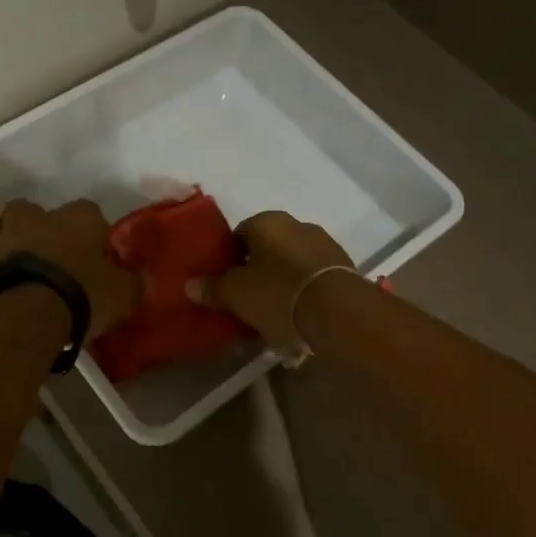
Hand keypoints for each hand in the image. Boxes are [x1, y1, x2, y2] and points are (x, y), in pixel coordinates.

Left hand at [0, 178, 140, 336]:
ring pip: (21, 213)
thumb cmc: (81, 297)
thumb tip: (143, 278)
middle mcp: (50, 215)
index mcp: (85, 220)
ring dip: (25, 222)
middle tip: (63, 260)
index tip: (97, 262)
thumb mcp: (120, 295)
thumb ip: (133, 283)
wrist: (27, 313)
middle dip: (60, 232)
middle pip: (57, 216)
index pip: (96, 219)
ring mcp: (15, 226)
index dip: (96, 239)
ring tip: (28, 237)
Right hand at [186, 210, 353, 354]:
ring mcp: (325, 245)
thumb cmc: (278, 293)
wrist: (339, 313)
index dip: (229, 258)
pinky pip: (313, 277)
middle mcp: (297, 224)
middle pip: (268, 248)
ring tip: (274, 312)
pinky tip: (299, 315)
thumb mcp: (236, 294)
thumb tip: (190, 285)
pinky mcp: (345, 268)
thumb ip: (212, 288)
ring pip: (292, 262)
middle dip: (258, 269)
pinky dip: (304, 291)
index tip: (225, 282)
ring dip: (283, 280)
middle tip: (248, 298)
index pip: (239, 233)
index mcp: (267, 221)